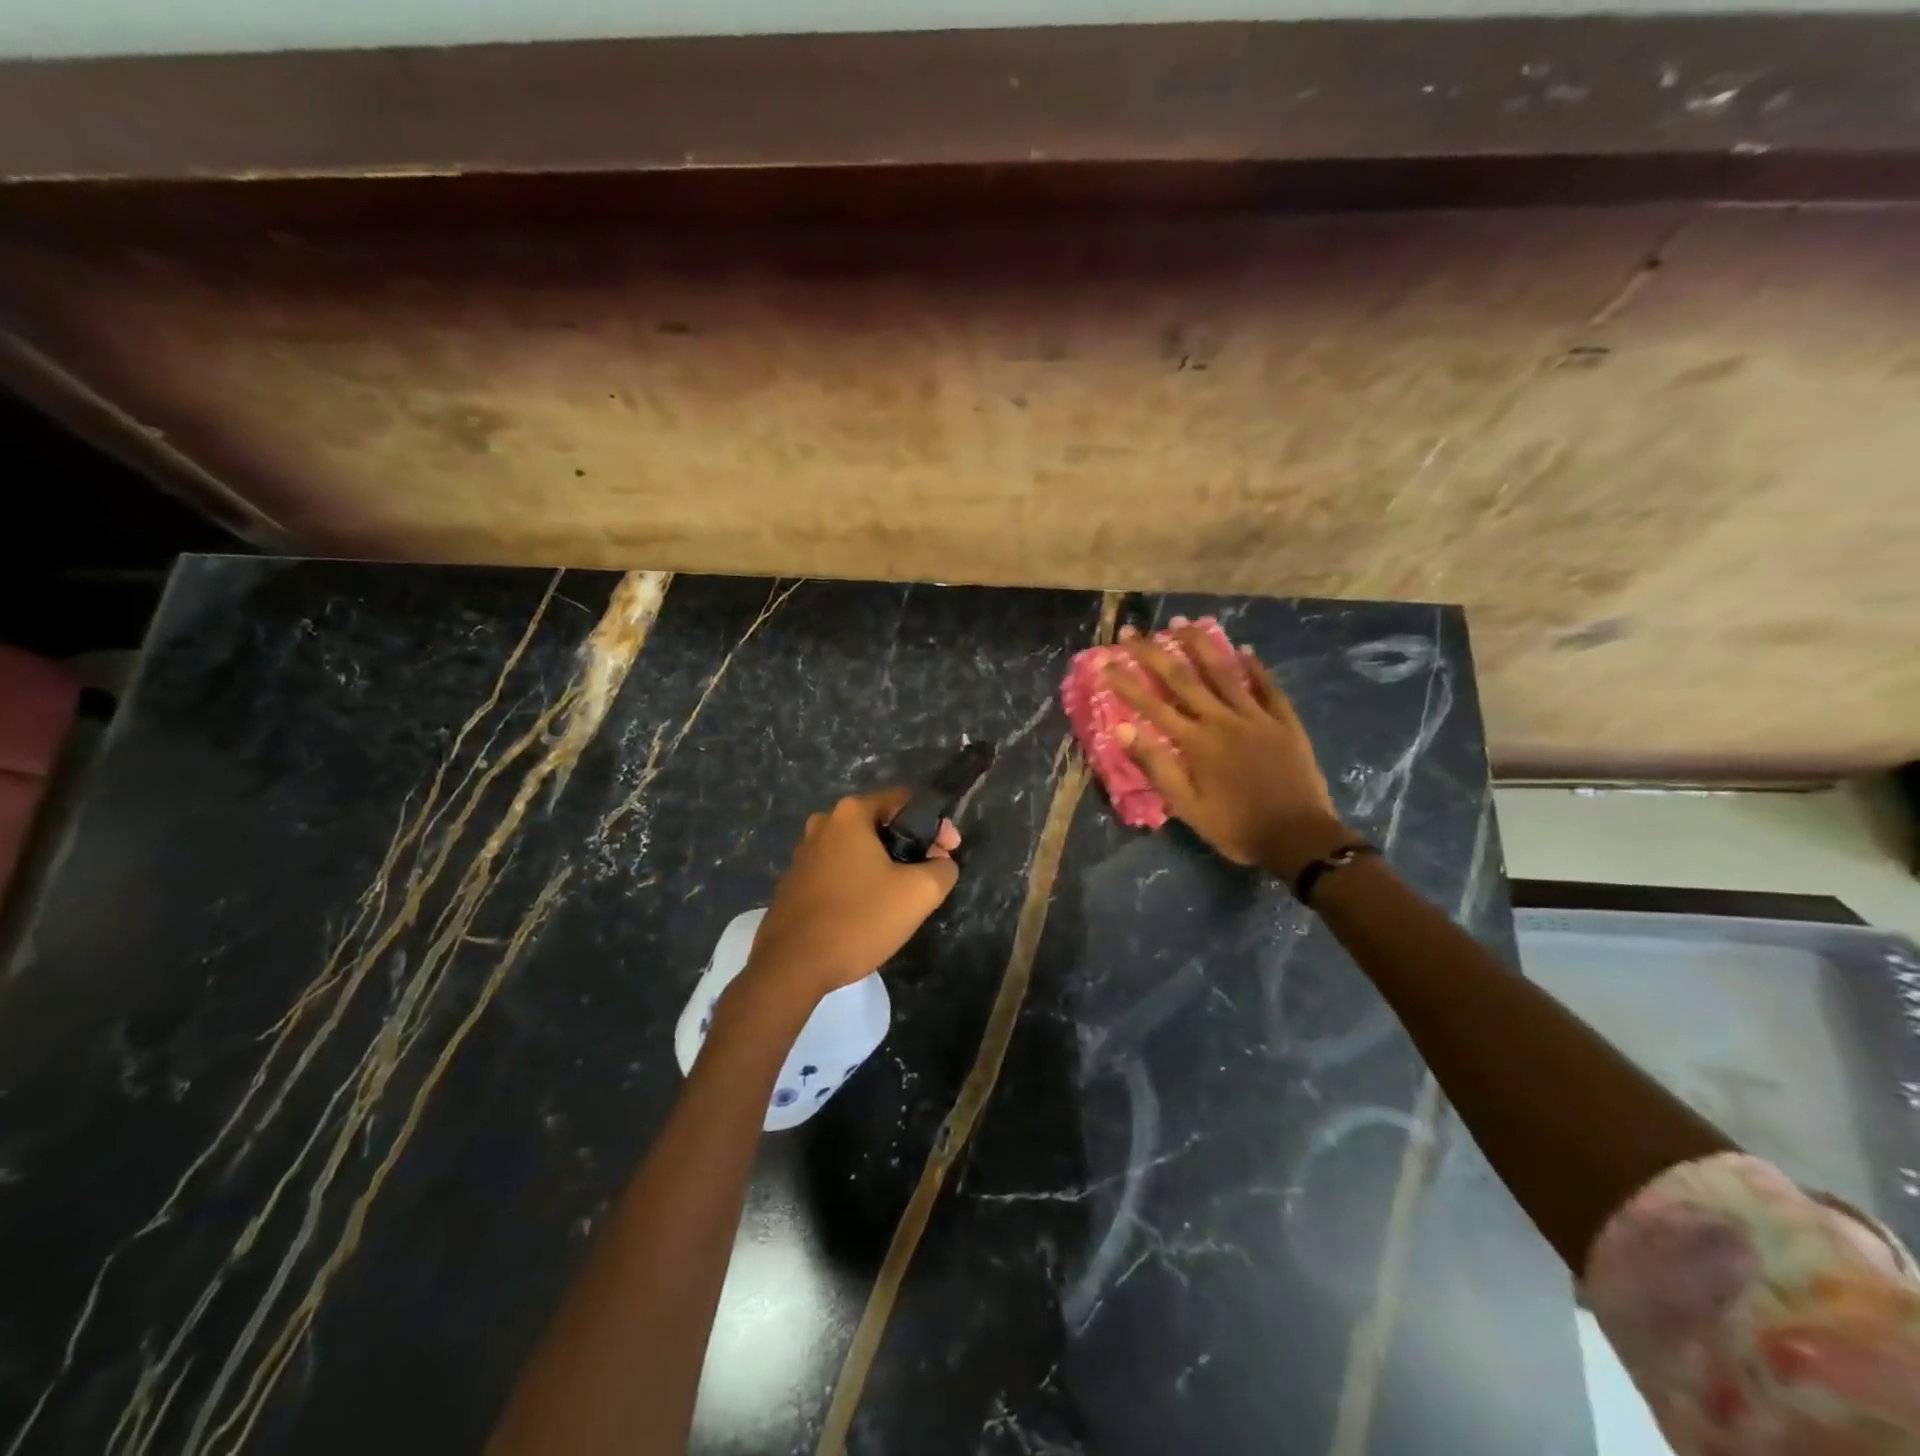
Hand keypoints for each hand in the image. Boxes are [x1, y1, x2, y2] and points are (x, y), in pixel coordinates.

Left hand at [739, 789, 960, 1004]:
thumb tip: (942, 863)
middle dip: (911, 845)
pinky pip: (839, 871)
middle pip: (881, 824)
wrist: (791, 967)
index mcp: (850, 814)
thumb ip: (942, 869)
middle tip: (931, 874)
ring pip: (859, 850)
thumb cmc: (858, 919)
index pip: (904, 801)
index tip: (949, 852)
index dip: (935, 824)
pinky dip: (860, 881)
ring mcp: (804, 854)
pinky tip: (871, 910)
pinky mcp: (795, 883)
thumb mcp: (918, 893)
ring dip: (885, 865)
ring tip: (904, 896)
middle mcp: (823, 824)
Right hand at [1105, 622, 1352, 878]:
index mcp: (1196, 742)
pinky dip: (1255, 667)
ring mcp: (1257, 717)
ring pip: (1224, 672)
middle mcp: (1223, 720)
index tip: (1105, 661)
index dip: (1126, 682)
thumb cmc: (1235, 827)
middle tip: (1133, 631)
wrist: (1298, 838)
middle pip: (1183, 678)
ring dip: (1200, 645)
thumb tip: (1122, 729)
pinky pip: (1268, 687)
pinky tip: (1244, 649)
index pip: (1152, 705)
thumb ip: (1156, 765)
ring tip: (1181, 623)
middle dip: (1154, 653)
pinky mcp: (1285, 722)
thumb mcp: (1187, 806)